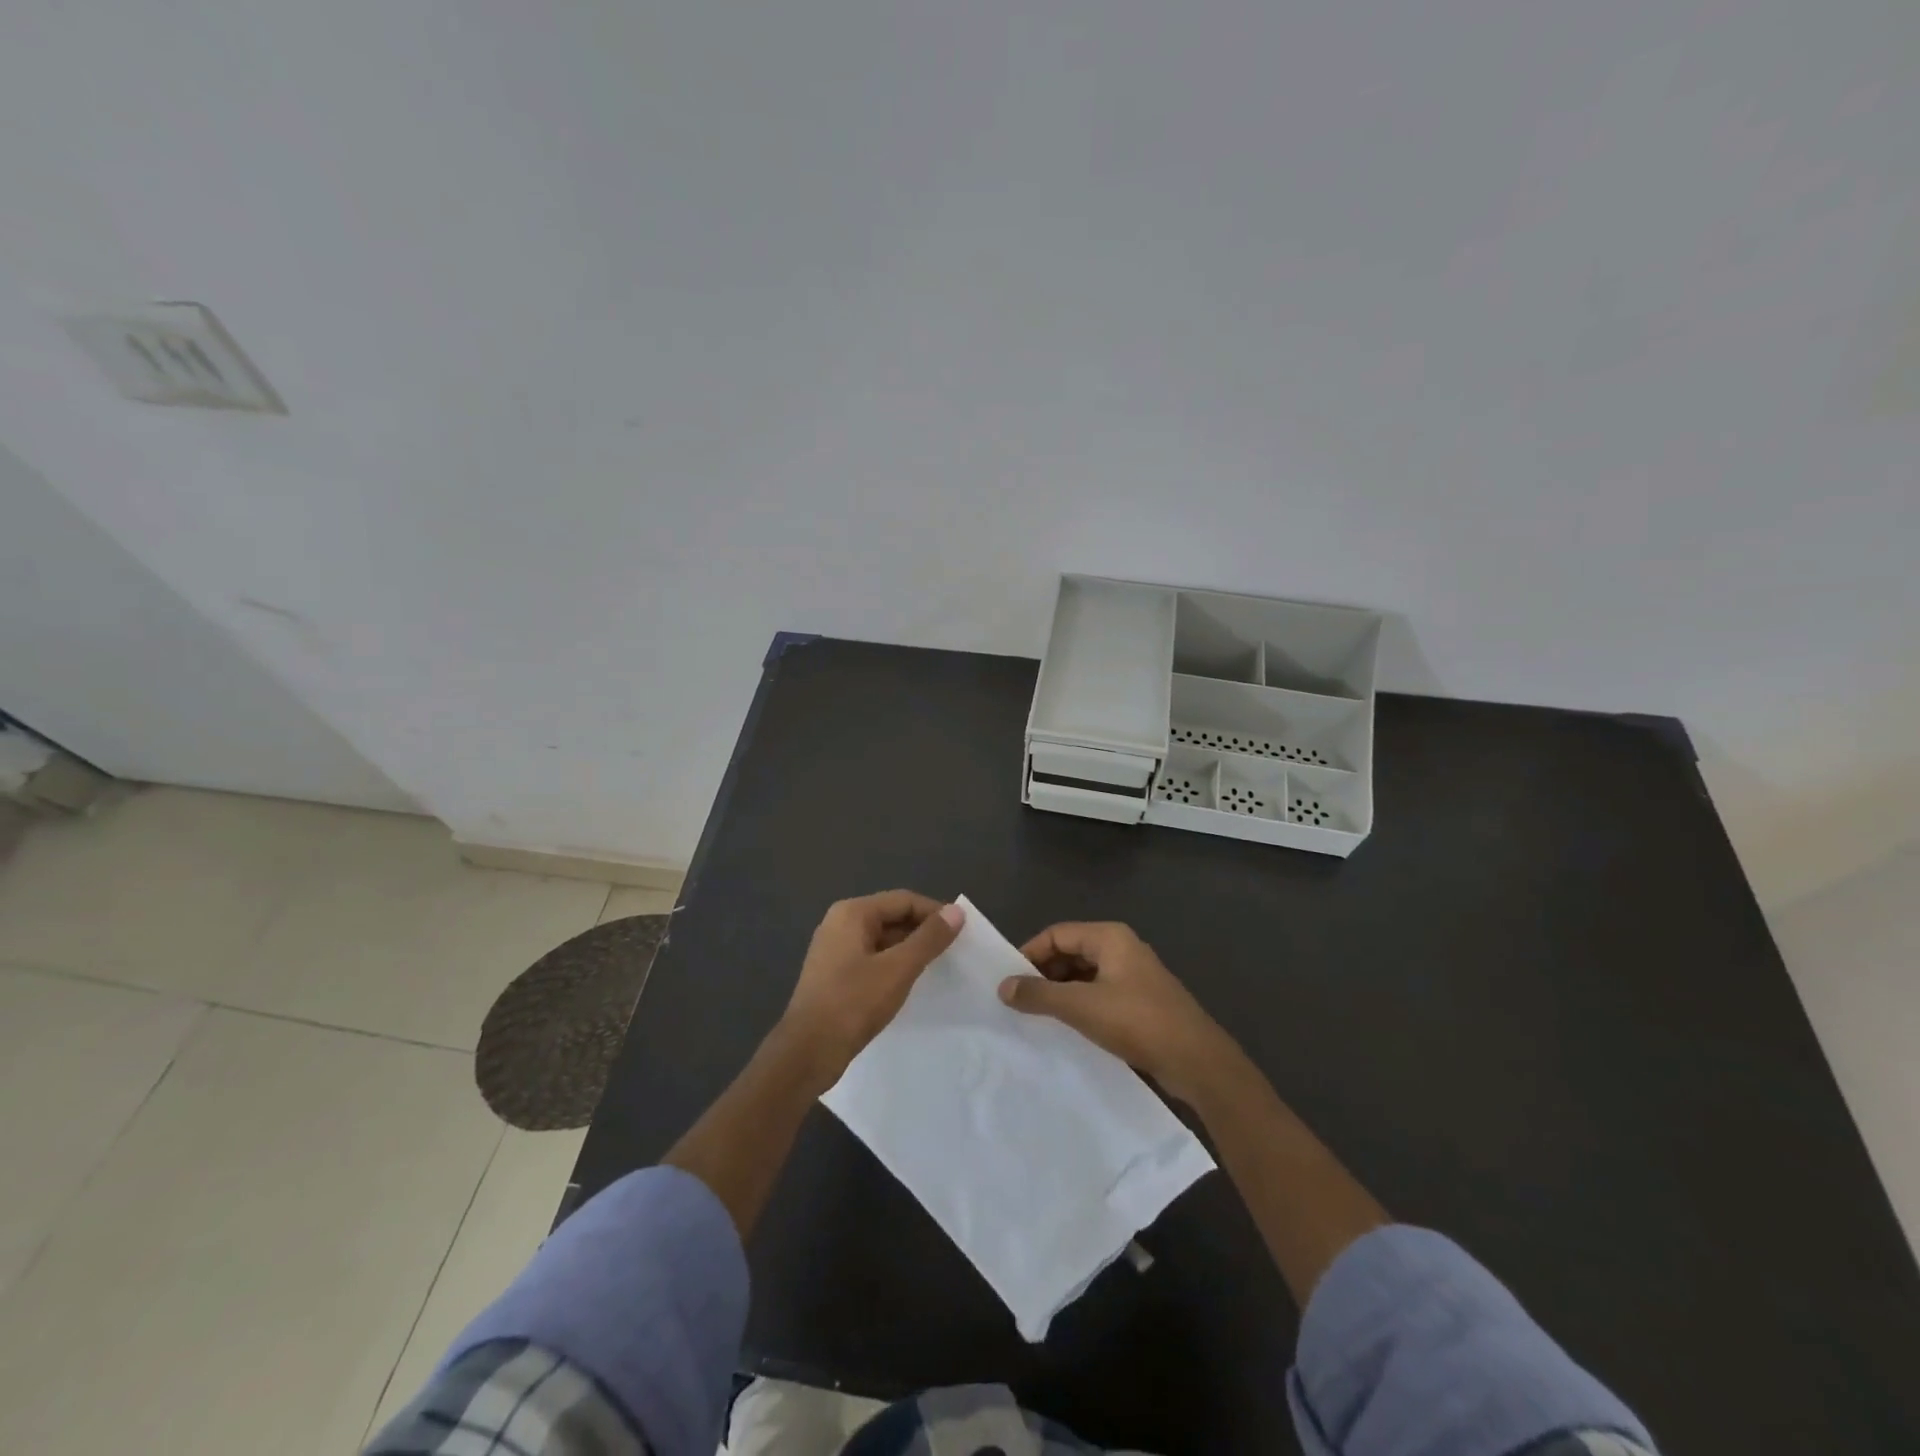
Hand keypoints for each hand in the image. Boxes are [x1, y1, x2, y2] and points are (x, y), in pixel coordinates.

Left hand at [779, 890, 963, 1086]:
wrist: (807, 1052)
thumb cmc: (853, 1003)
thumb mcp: (898, 969)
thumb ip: (929, 939)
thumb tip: (956, 911)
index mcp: (852, 913)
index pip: (903, 900)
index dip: (935, 912)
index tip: (963, 931)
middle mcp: (840, 923)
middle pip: (892, 916)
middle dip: (923, 930)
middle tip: (954, 950)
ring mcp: (834, 949)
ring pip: (882, 939)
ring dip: (909, 949)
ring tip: (938, 966)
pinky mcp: (834, 974)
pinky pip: (872, 958)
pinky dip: (893, 964)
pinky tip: (909, 982)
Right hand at [1000, 921, 1236, 1104]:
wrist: (1196, 1061)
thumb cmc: (1137, 1021)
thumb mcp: (1081, 1006)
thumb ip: (1039, 994)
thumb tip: (1003, 987)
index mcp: (1110, 937)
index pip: (1057, 934)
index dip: (1030, 953)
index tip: (1009, 980)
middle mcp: (1122, 948)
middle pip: (1071, 951)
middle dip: (1044, 973)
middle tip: (1019, 1000)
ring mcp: (1134, 975)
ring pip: (1085, 974)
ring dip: (1061, 991)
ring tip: (1038, 1015)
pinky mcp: (1141, 1001)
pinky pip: (1100, 993)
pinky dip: (1080, 1004)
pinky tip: (1068, 1026)